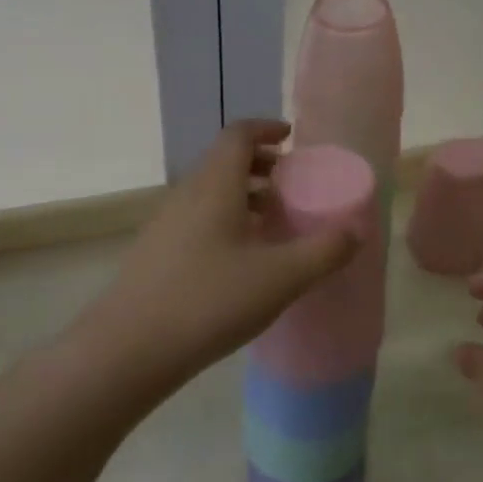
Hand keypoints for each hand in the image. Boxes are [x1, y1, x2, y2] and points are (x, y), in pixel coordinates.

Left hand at [87, 120, 358, 393]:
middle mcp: (187, 194)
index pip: (238, 134)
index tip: (291, 139)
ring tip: (271, 222)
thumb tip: (356, 231)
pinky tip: (240, 259)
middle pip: (224, 160)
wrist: (126, 352)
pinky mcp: (154, 253)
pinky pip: (196, 217)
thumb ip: (324, 252)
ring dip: (242, 194)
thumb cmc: (208, 301)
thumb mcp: (280, 278)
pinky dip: (224, 219)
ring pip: (209, 191)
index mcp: (215, 185)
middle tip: (290, 185)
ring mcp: (165, 223)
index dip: (266, 129)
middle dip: (260, 164)